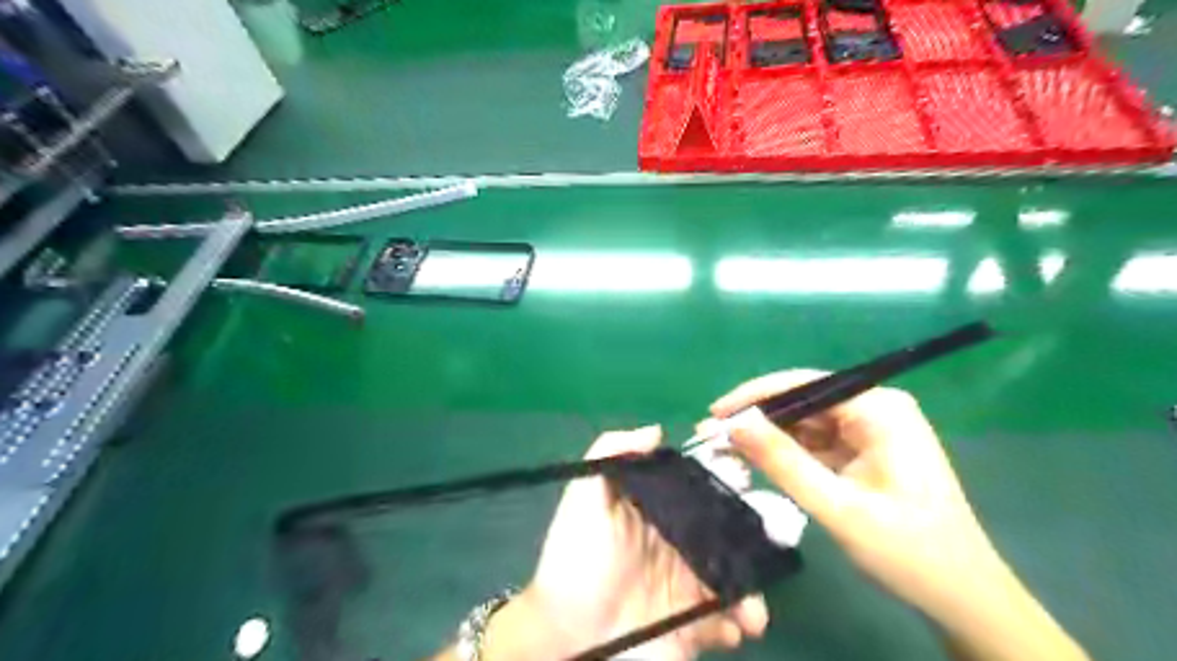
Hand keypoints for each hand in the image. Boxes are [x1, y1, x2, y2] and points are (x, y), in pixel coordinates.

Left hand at [482, 428, 769, 660]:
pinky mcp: (694, 625)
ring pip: (737, 574)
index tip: (747, 478)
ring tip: (752, 608)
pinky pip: (730, 619)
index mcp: (658, 511)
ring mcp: (689, 585)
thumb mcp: (583, 500)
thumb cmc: (577, 562)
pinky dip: (741, 622)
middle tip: (773, 544)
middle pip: (727, 531)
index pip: (699, 489)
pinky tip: (735, 627)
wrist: (568, 640)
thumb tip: (656, 431)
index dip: (725, 482)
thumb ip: (610, 455)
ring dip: (753, 586)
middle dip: (754, 536)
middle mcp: (679, 543)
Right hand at [707, 372, 1082, 659]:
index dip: (755, 397)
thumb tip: (735, 424)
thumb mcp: (838, 507)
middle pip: (802, 403)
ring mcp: (870, 430)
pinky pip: (815, 443)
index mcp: (879, 409)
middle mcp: (875, 409)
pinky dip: (785, 454)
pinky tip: (756, 462)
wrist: (962, 597)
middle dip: (757, 420)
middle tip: (710, 436)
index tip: (714, 414)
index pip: (805, 385)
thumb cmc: (908, 551)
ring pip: (804, 423)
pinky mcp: (863, 451)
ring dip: (767, 438)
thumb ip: (783, 462)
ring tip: (724, 450)